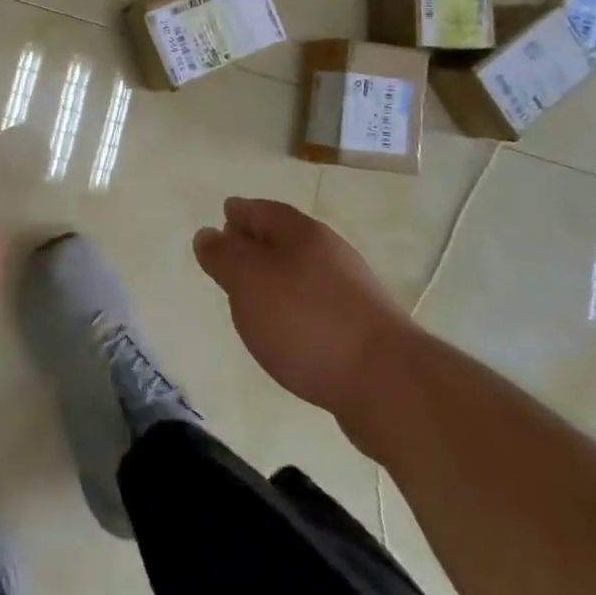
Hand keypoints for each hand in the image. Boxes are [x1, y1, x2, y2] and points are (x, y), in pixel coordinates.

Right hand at [193, 197, 417, 450]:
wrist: (387, 384)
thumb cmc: (306, 321)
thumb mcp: (249, 282)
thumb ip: (224, 257)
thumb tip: (207, 234)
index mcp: (302, 234)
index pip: (264, 210)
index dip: (242, 211)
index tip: (224, 213)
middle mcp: (329, 254)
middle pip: (286, 239)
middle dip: (258, 242)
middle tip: (232, 250)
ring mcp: (350, 292)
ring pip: (302, 272)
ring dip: (276, 276)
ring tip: (252, 293)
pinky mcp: (361, 330)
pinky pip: (316, 304)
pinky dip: (294, 306)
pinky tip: (285, 327)